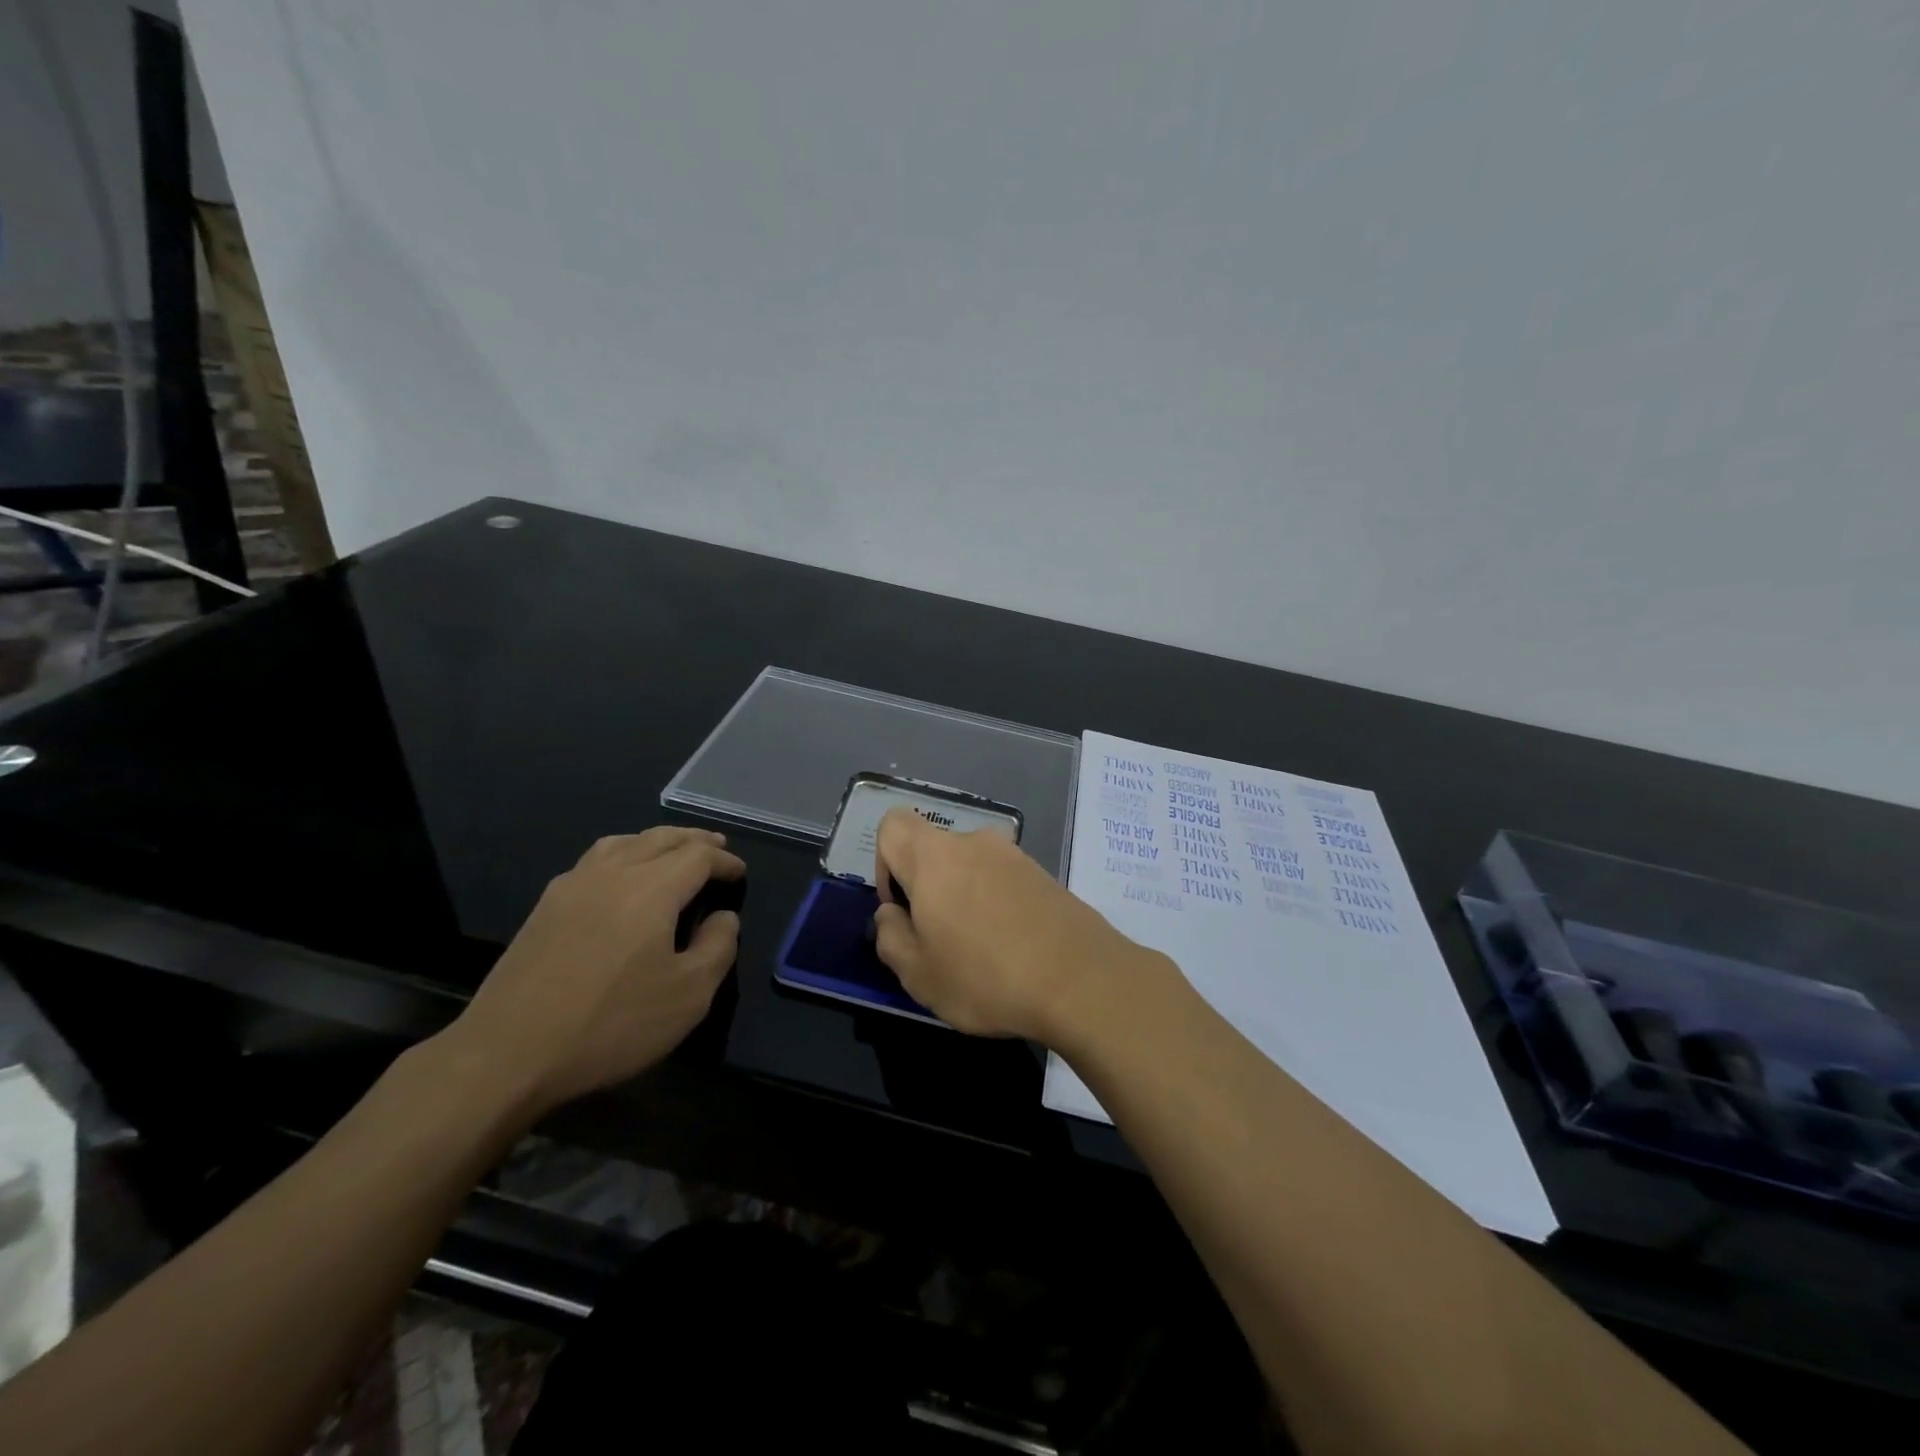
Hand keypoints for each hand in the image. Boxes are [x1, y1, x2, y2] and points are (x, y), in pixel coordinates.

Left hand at [444, 827, 744, 1115]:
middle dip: (694, 840)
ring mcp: (573, 886)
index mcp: (652, 888)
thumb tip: (724, 918)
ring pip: (624, 842)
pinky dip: (623, 854)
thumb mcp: (689, 996)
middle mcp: (613, 873)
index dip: (725, 860)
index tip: (740, 873)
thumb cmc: (610, 1025)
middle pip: (661, 838)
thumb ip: (718, 947)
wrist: (507, 1054)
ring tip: (672, 850)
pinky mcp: (545, 907)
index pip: (698, 856)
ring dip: (657, 841)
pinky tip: (621, 876)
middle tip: (716, 847)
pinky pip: (595, 860)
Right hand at [872, 807, 1156, 1040]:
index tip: (901, 908)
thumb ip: (890, 938)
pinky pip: (1003, 879)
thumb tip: (891, 915)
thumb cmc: (987, 977)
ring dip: (963, 897)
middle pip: (933, 849)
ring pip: (969, 866)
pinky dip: (996, 903)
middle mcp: (973, 843)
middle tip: (938, 940)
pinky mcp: (1044, 874)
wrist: (1083, 980)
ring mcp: (1014, 856)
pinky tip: (1012, 947)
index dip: (884, 864)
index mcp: (934, 858)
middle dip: (926, 888)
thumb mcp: (919, 975)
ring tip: (979, 950)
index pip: (892, 825)